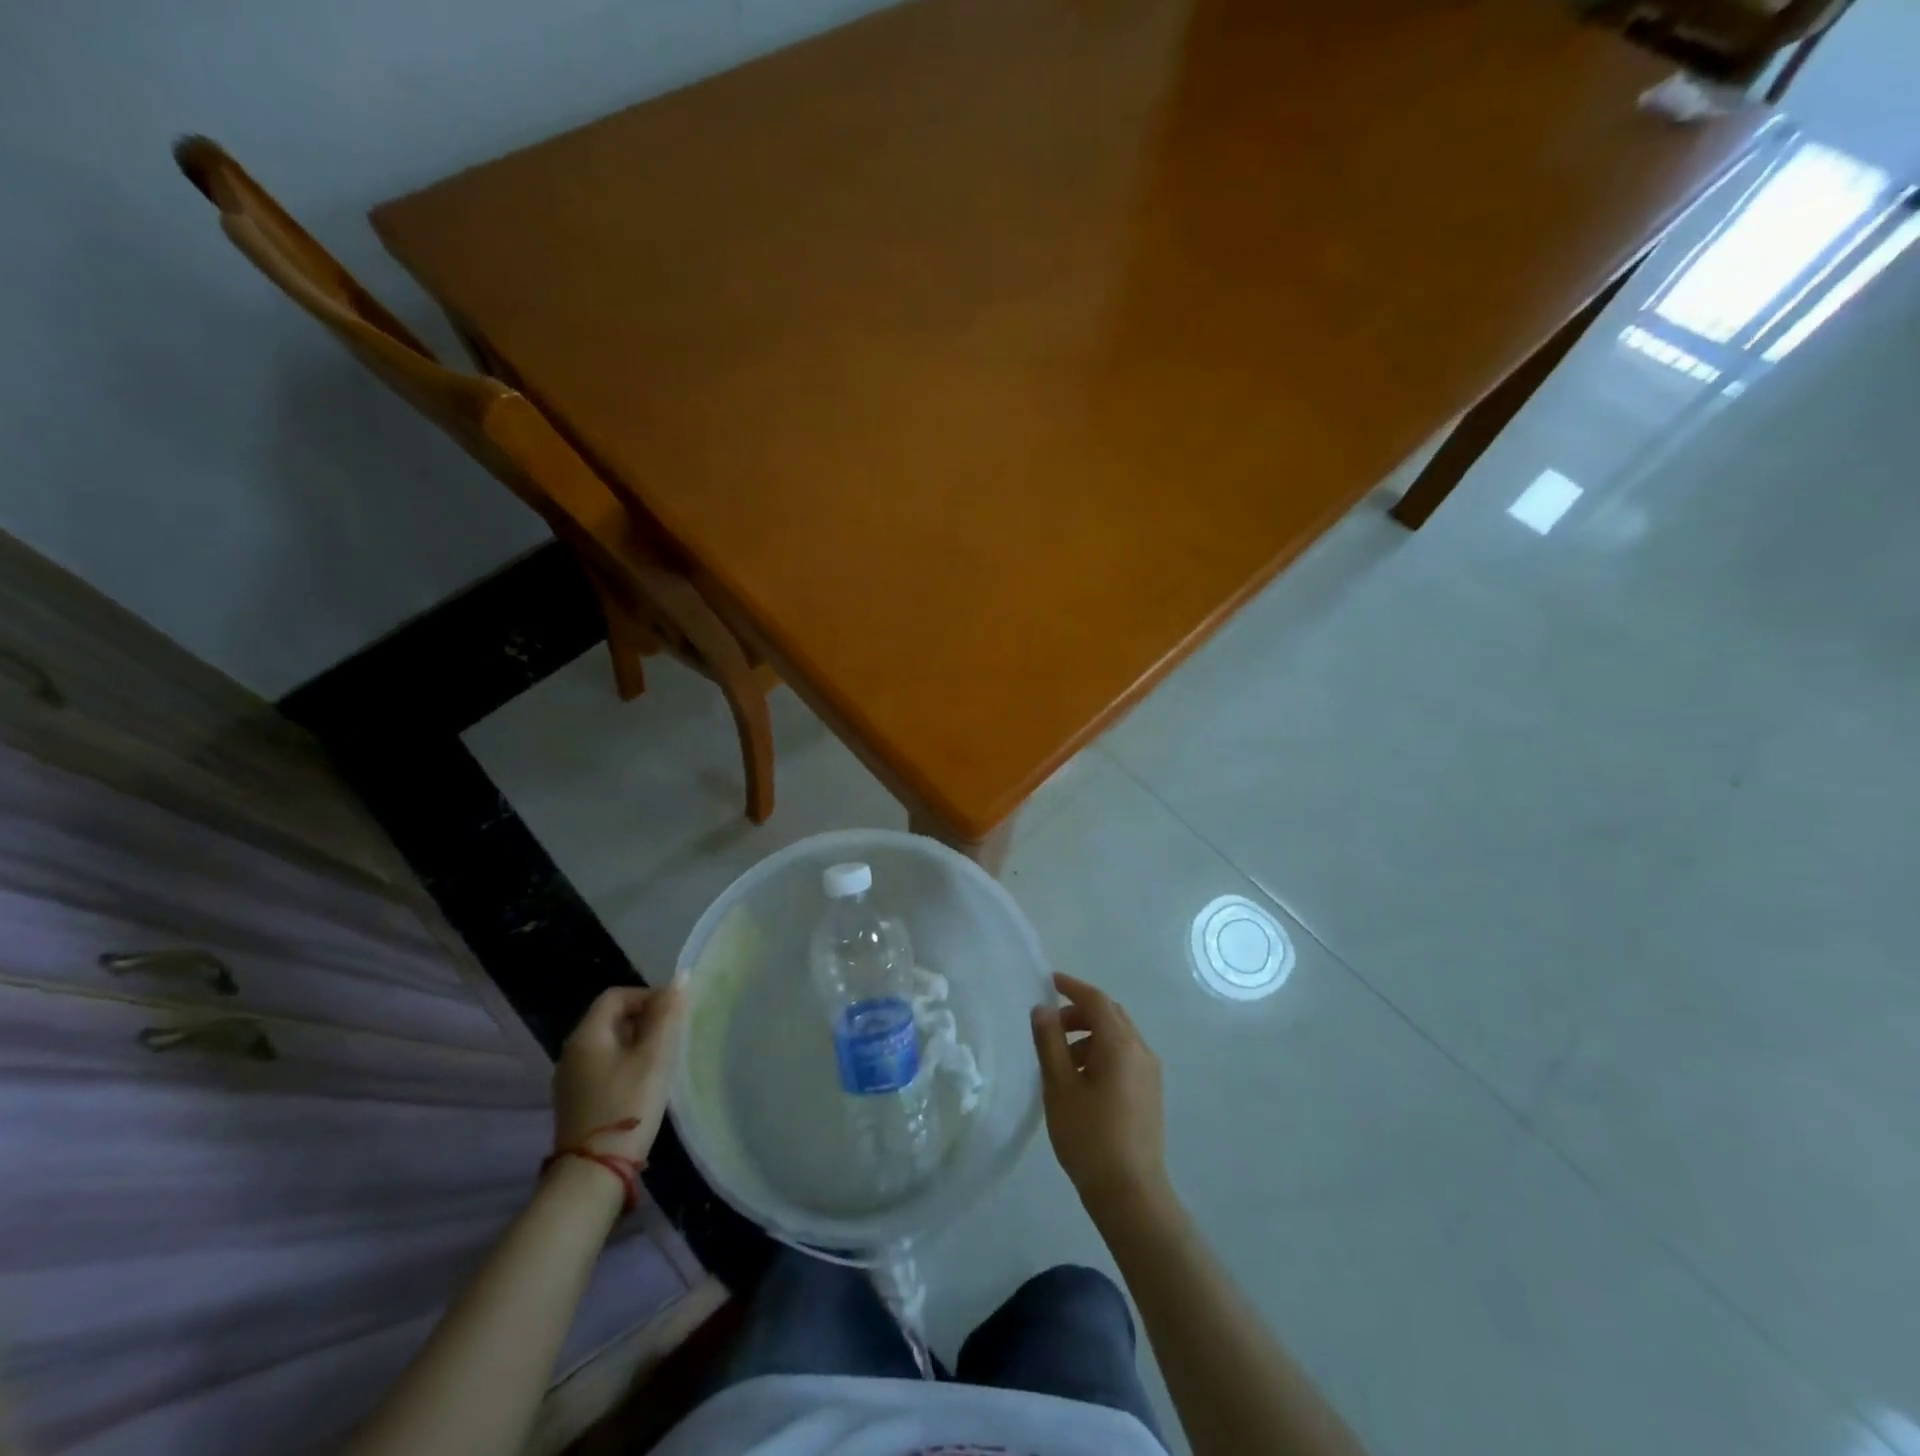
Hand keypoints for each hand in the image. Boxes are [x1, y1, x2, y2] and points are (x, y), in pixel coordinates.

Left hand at [551, 984, 685, 1164]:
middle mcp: (572, 1052)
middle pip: (611, 1019)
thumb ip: (667, 1015)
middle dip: (645, 1020)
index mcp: (586, 1035)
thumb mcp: (654, 1056)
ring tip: (664, 1061)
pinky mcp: (576, 1102)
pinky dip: (626, 1065)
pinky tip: (645, 1085)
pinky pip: (604, 1068)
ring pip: (609, 1045)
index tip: (673, 1015)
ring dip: (637, 1044)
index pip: (616, 996)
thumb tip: (679, 978)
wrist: (594, 1173)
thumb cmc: (628, 1105)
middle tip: (673, 1038)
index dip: (647, 996)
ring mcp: (571, 1080)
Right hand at [1031, 972, 1168, 1211]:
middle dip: (1079, 1011)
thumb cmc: (1090, 1137)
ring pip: (1117, 1035)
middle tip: (1049, 1025)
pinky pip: (1124, 1055)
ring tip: (1059, 1059)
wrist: (1131, 1194)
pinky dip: (1100, 1052)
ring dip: (1088, 1034)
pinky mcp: (1150, 1091)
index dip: (1071, 986)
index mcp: (1121, 1044)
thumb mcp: (1059, 1087)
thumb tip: (1042, 1009)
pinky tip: (1079, 1079)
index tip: (1047, 981)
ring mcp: (1149, 1072)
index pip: (1096, 1000)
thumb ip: (1049, 1042)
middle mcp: (1141, 1050)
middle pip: (1110, 1014)